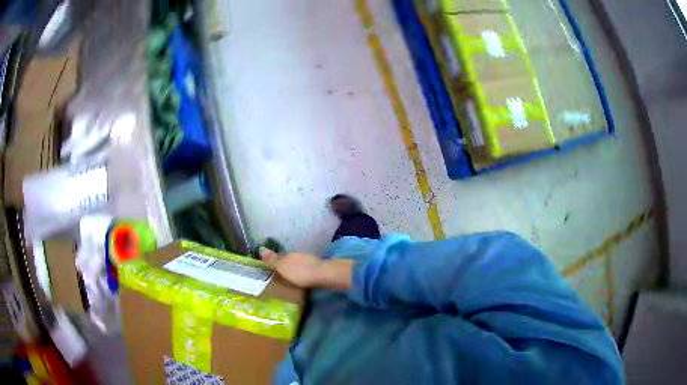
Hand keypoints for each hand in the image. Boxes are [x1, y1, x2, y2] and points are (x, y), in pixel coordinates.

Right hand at [259, 247, 324, 287]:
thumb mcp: (282, 267)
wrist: (323, 275)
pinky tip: (301, 280)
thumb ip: (272, 260)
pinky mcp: (316, 269)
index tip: (269, 267)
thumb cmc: (300, 272)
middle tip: (278, 275)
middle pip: (288, 260)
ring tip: (289, 279)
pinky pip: (305, 271)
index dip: (273, 261)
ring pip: (297, 265)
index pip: (278, 256)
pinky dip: (301, 275)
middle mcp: (298, 256)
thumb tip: (261, 249)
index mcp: (288, 255)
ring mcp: (308, 261)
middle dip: (283, 266)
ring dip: (293, 270)